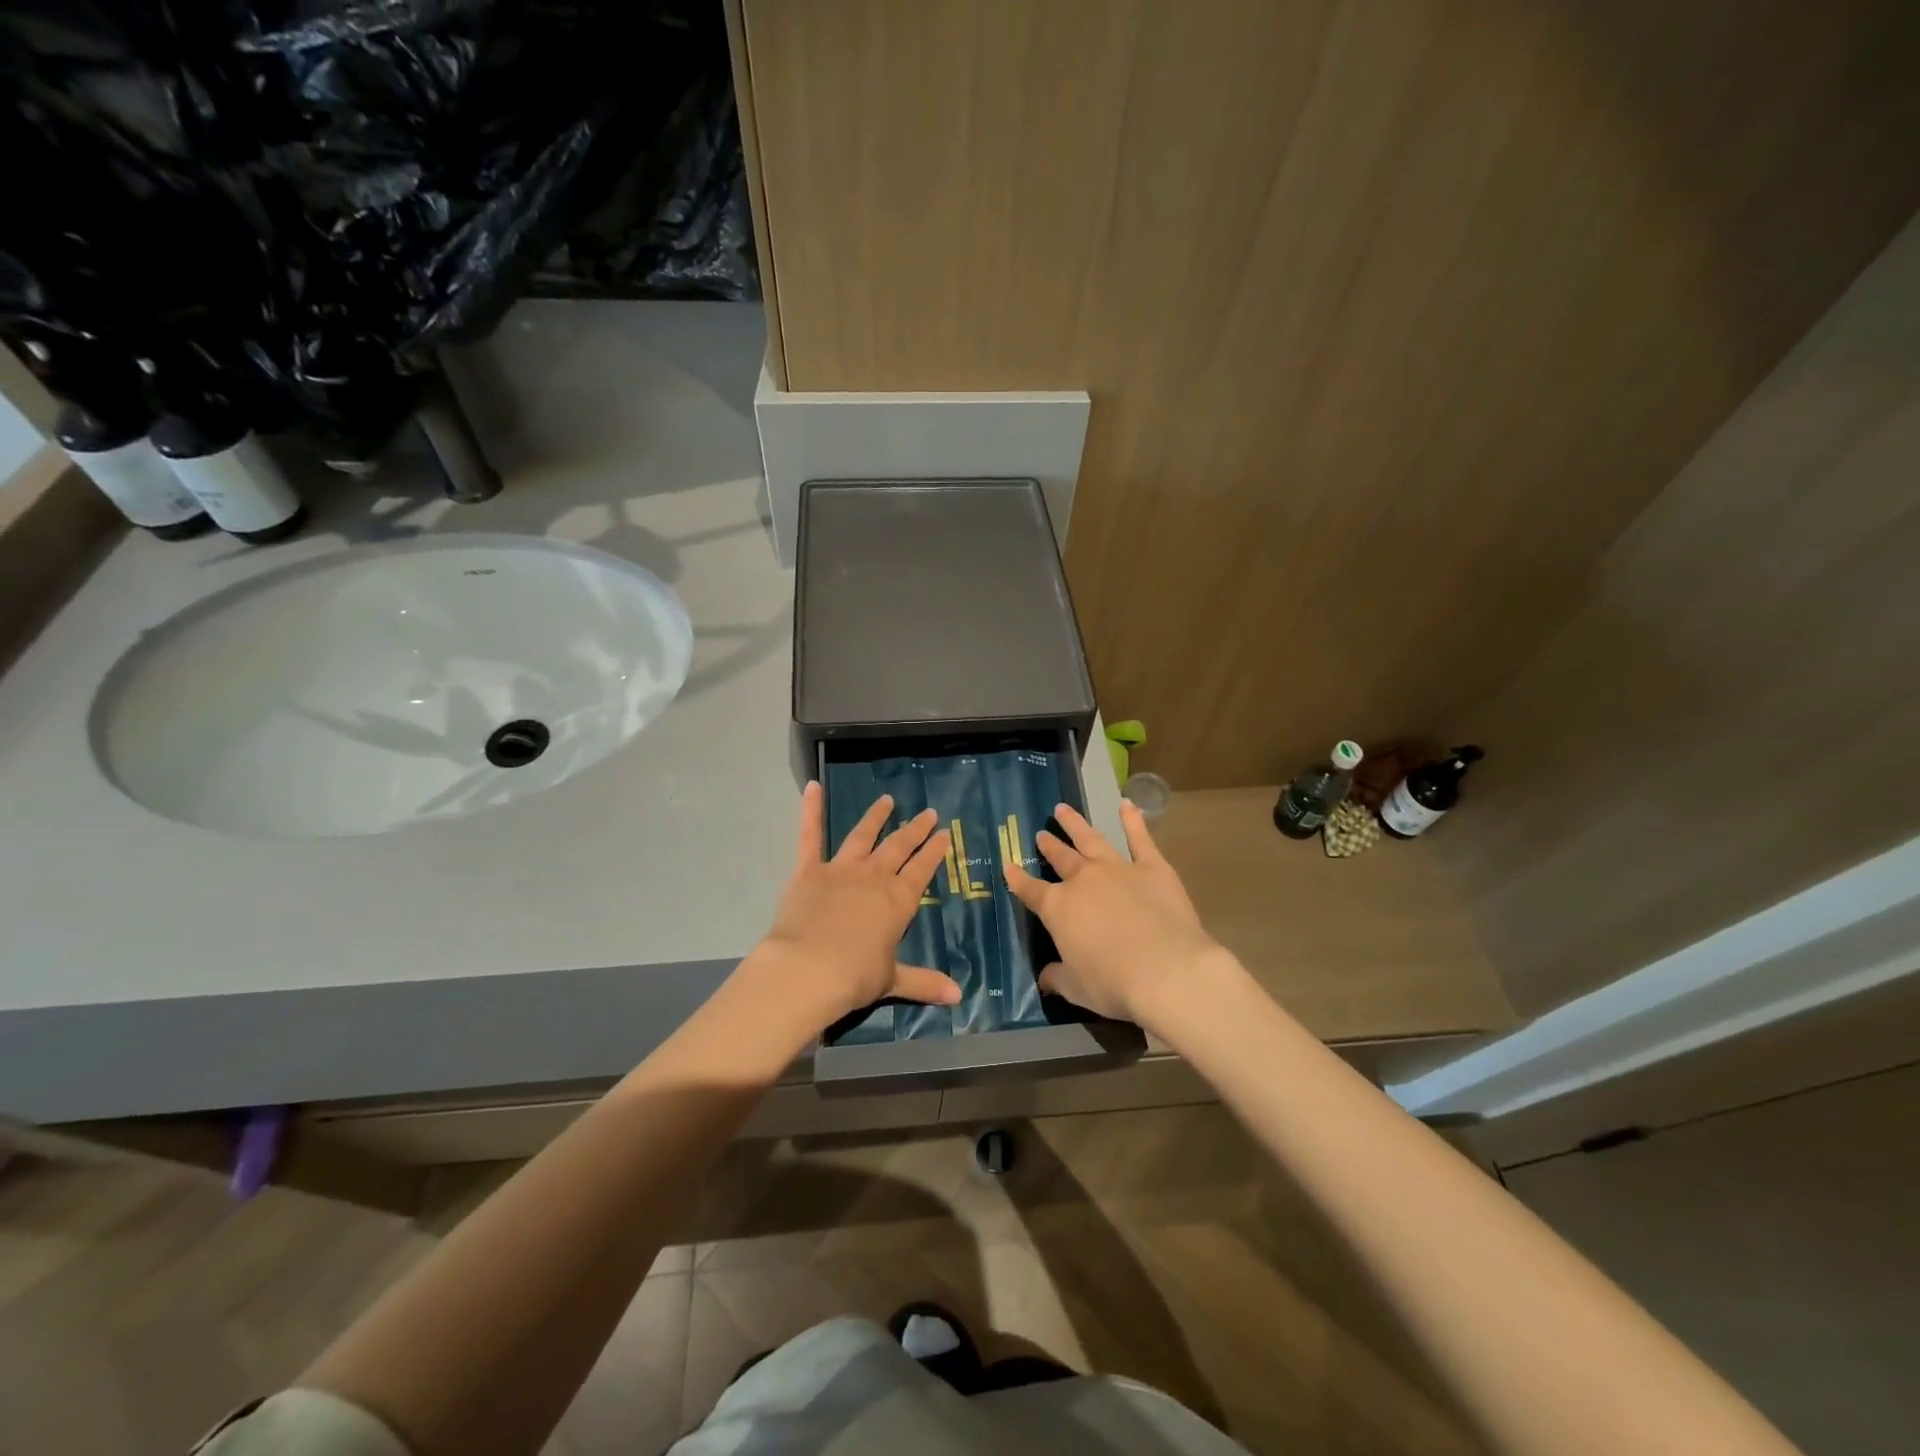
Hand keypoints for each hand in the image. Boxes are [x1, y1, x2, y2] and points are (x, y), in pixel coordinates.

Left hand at [752, 781, 961, 1030]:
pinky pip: (810, 835)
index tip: (944, 834)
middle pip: (899, 847)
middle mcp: (874, 877)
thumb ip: (925, 983)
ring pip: (863, 836)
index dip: (934, 851)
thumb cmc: (854, 977)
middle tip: (928, 812)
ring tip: (887, 800)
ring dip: (876, 817)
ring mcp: (841, 869)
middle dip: (915, 829)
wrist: (808, 970)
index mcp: (898, 901)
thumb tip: (959, 997)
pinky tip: (812, 787)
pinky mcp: (809, 870)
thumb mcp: (892, 980)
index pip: (922, 870)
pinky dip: (811, 810)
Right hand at [1005, 800, 1233, 1029]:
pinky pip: (1139, 838)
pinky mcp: (1152, 867)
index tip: (1008, 866)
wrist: (1167, 971)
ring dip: (1076, 824)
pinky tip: (1126, 804)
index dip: (1018, 879)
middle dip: (1049, 846)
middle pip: (1061, 858)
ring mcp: (1117, 868)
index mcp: (1058, 908)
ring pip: (1091, 839)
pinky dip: (1132, 820)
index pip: (1030, 891)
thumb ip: (1058, 978)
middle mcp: (1083, 880)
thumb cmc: (1114, 984)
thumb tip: (1044, 978)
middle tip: (1041, 834)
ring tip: (1063, 810)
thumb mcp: (1077, 988)